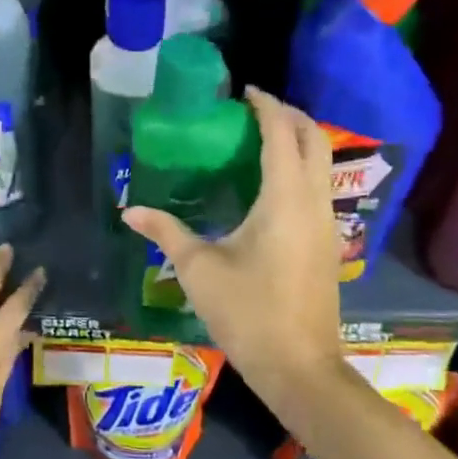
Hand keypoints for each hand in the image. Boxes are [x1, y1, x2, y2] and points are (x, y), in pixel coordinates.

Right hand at [122, 88, 339, 399]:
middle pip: (314, 139)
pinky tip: (271, 183)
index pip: (281, 134)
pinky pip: (320, 187)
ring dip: (299, 141)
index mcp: (284, 198)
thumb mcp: (198, 269)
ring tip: (260, 138)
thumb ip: (165, 231)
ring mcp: (327, 223)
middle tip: (254, 109)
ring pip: (323, 163)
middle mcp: (314, 202)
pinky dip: (301, 167)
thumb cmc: (248, 312)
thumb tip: (129, 210)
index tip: (244, 91)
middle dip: (289, 115)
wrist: (300, 367)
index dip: (265, 106)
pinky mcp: (328, 242)